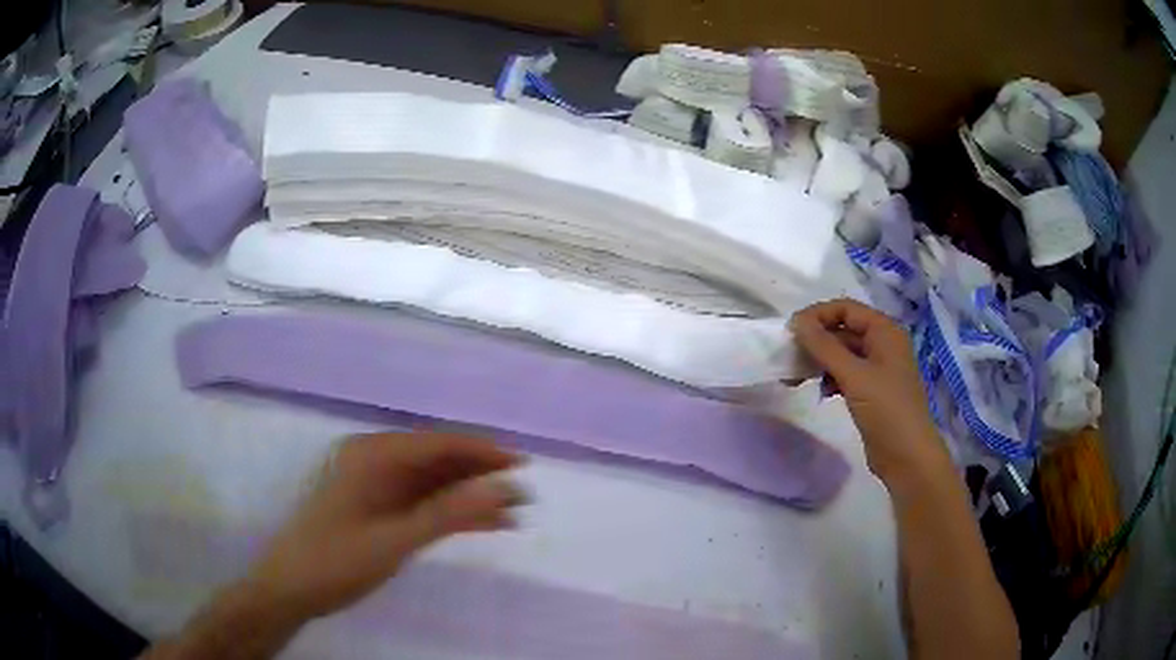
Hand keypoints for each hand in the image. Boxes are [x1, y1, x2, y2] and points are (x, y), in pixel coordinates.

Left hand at [247, 431, 525, 621]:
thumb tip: (501, 488)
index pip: (437, 443)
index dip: (482, 451)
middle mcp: (374, 460)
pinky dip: (449, 513)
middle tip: (523, 496)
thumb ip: (447, 513)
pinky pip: (420, 503)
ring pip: (432, 484)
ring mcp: (375, 485)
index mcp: (372, 455)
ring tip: (512, 514)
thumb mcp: (394, 540)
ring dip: (469, 497)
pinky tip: (481, 525)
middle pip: (437, 461)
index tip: (522, 464)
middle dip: (480, 477)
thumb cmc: (336, 560)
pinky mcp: (377, 508)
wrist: (292, 588)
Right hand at [790, 299, 949, 485]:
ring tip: (798, 378)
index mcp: (885, 331)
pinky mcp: (872, 391)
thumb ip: (824, 346)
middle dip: (816, 341)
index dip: (818, 316)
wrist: (907, 456)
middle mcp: (883, 344)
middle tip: (790, 358)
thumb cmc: (886, 409)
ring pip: (843, 354)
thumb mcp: (854, 375)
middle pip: (843, 330)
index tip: (791, 332)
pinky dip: (831, 378)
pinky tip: (822, 393)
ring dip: (821, 361)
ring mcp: (879, 368)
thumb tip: (797, 321)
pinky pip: (847, 374)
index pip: (845, 309)